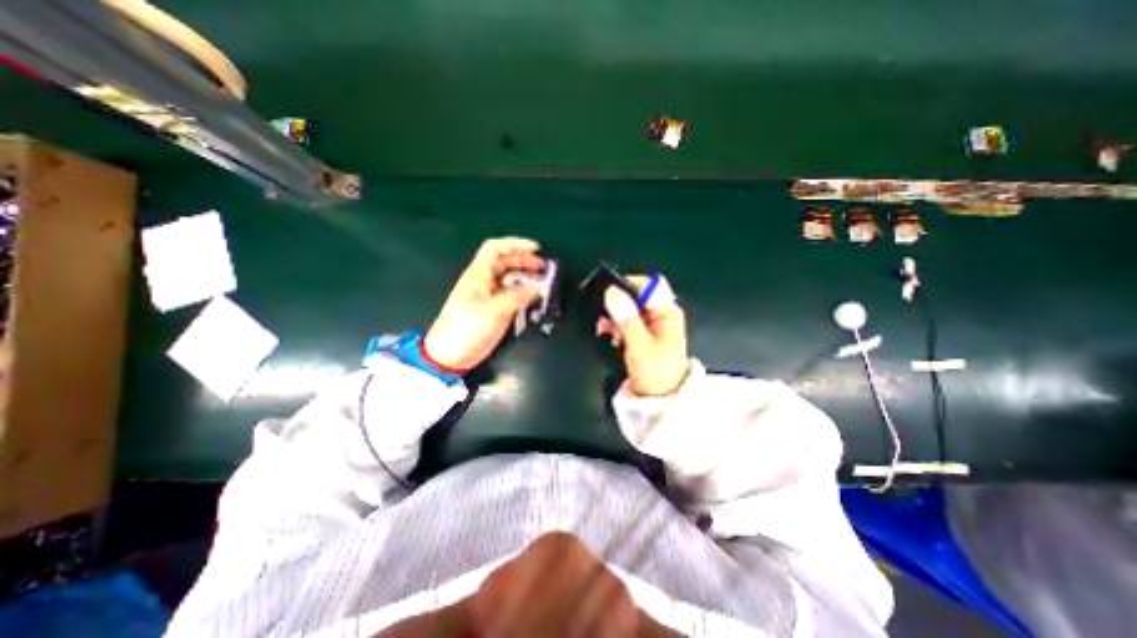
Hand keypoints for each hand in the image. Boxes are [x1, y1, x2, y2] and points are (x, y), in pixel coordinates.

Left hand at [428, 236, 544, 369]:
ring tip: (541, 281)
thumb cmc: (467, 329)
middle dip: (524, 260)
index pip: (495, 249)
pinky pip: (510, 293)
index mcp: (478, 275)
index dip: (515, 244)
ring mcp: (488, 295)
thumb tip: (538, 286)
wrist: (449, 355)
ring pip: (508, 278)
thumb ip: (517, 296)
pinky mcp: (492, 309)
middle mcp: (483, 281)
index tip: (536, 249)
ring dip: (525, 276)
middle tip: (543, 267)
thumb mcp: (493, 311)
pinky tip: (532, 296)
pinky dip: (522, 291)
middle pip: (504, 262)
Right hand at [597, 275, 693, 396]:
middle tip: (604, 316)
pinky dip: (616, 325)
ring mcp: (652, 324)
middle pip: (637, 296)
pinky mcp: (643, 334)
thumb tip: (612, 292)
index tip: (609, 295)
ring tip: (604, 329)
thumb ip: (626, 318)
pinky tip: (609, 335)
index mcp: (667, 312)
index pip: (649, 285)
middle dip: (618, 304)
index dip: (628, 285)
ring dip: (614, 317)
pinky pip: (627, 321)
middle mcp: (661, 314)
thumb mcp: (639, 345)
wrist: (660, 399)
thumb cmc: (655, 372)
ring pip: (629, 309)